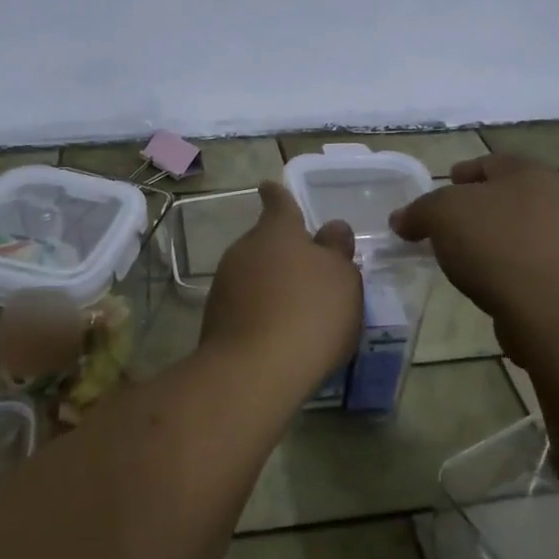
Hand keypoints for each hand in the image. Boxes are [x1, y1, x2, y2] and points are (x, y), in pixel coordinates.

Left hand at [201, 182, 361, 378]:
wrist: (255, 370)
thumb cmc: (310, 313)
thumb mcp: (343, 279)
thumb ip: (337, 251)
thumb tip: (332, 231)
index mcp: (278, 231)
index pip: (278, 202)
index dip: (277, 195)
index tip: (269, 188)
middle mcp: (246, 248)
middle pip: (265, 241)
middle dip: (281, 252)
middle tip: (306, 273)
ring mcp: (225, 282)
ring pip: (252, 273)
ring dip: (269, 283)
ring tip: (295, 310)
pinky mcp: (215, 317)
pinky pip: (243, 303)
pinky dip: (258, 310)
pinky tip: (276, 334)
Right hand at [389, 154, 558, 354]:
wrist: (551, 308)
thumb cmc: (495, 244)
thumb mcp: (441, 215)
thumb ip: (418, 212)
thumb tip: (401, 220)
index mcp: (530, 173)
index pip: (491, 162)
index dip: (464, 173)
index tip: (445, 186)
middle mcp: (558, 198)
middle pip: (508, 196)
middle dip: (479, 207)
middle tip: (449, 223)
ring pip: (522, 230)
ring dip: (495, 239)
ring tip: (465, 256)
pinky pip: (531, 263)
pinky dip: (509, 266)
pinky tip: (489, 281)